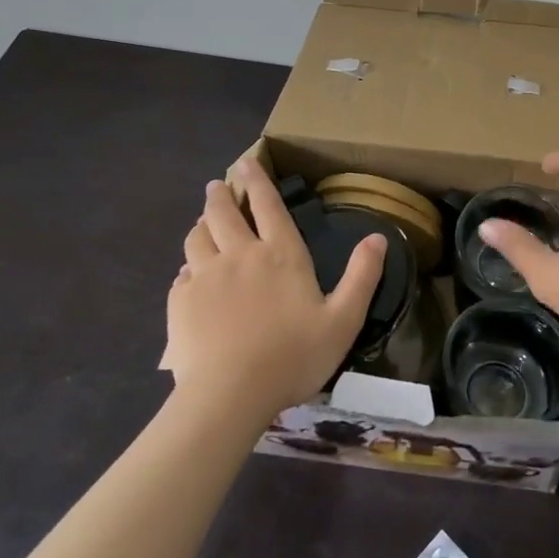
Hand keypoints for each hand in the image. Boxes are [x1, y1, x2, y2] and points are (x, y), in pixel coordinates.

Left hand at [165, 157, 386, 421]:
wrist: (230, 394)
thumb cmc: (293, 356)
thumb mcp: (343, 320)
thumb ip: (362, 276)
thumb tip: (378, 237)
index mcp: (280, 255)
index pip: (268, 205)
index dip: (258, 181)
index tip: (246, 163)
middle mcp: (240, 255)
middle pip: (224, 213)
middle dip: (221, 195)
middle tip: (218, 186)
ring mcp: (205, 276)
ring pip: (197, 237)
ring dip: (201, 225)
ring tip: (203, 223)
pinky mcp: (180, 302)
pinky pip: (181, 274)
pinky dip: (188, 267)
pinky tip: (191, 275)